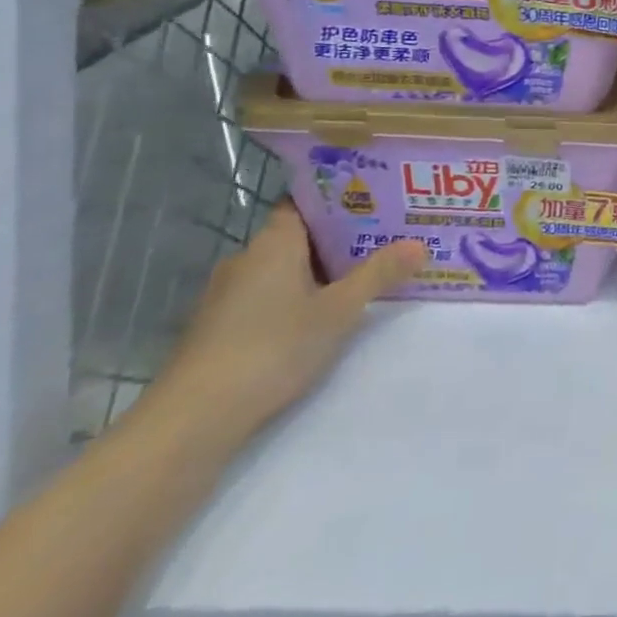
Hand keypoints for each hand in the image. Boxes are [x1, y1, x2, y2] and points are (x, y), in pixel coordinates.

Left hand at [150, 204, 426, 445]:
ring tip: (366, 274)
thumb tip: (420, 243)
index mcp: (273, 243)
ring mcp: (229, 294)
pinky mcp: (222, 326)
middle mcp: (247, 259)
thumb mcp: (339, 310)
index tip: (377, 201)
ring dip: (320, 270)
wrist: (196, 417)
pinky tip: (324, 313)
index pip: (304, 203)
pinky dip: (298, 296)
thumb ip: (379, 274)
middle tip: (387, 238)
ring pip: (285, 268)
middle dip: (341, 238)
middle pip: (299, 236)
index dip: (339, 200)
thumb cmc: (273, 347)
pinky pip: (270, 295)